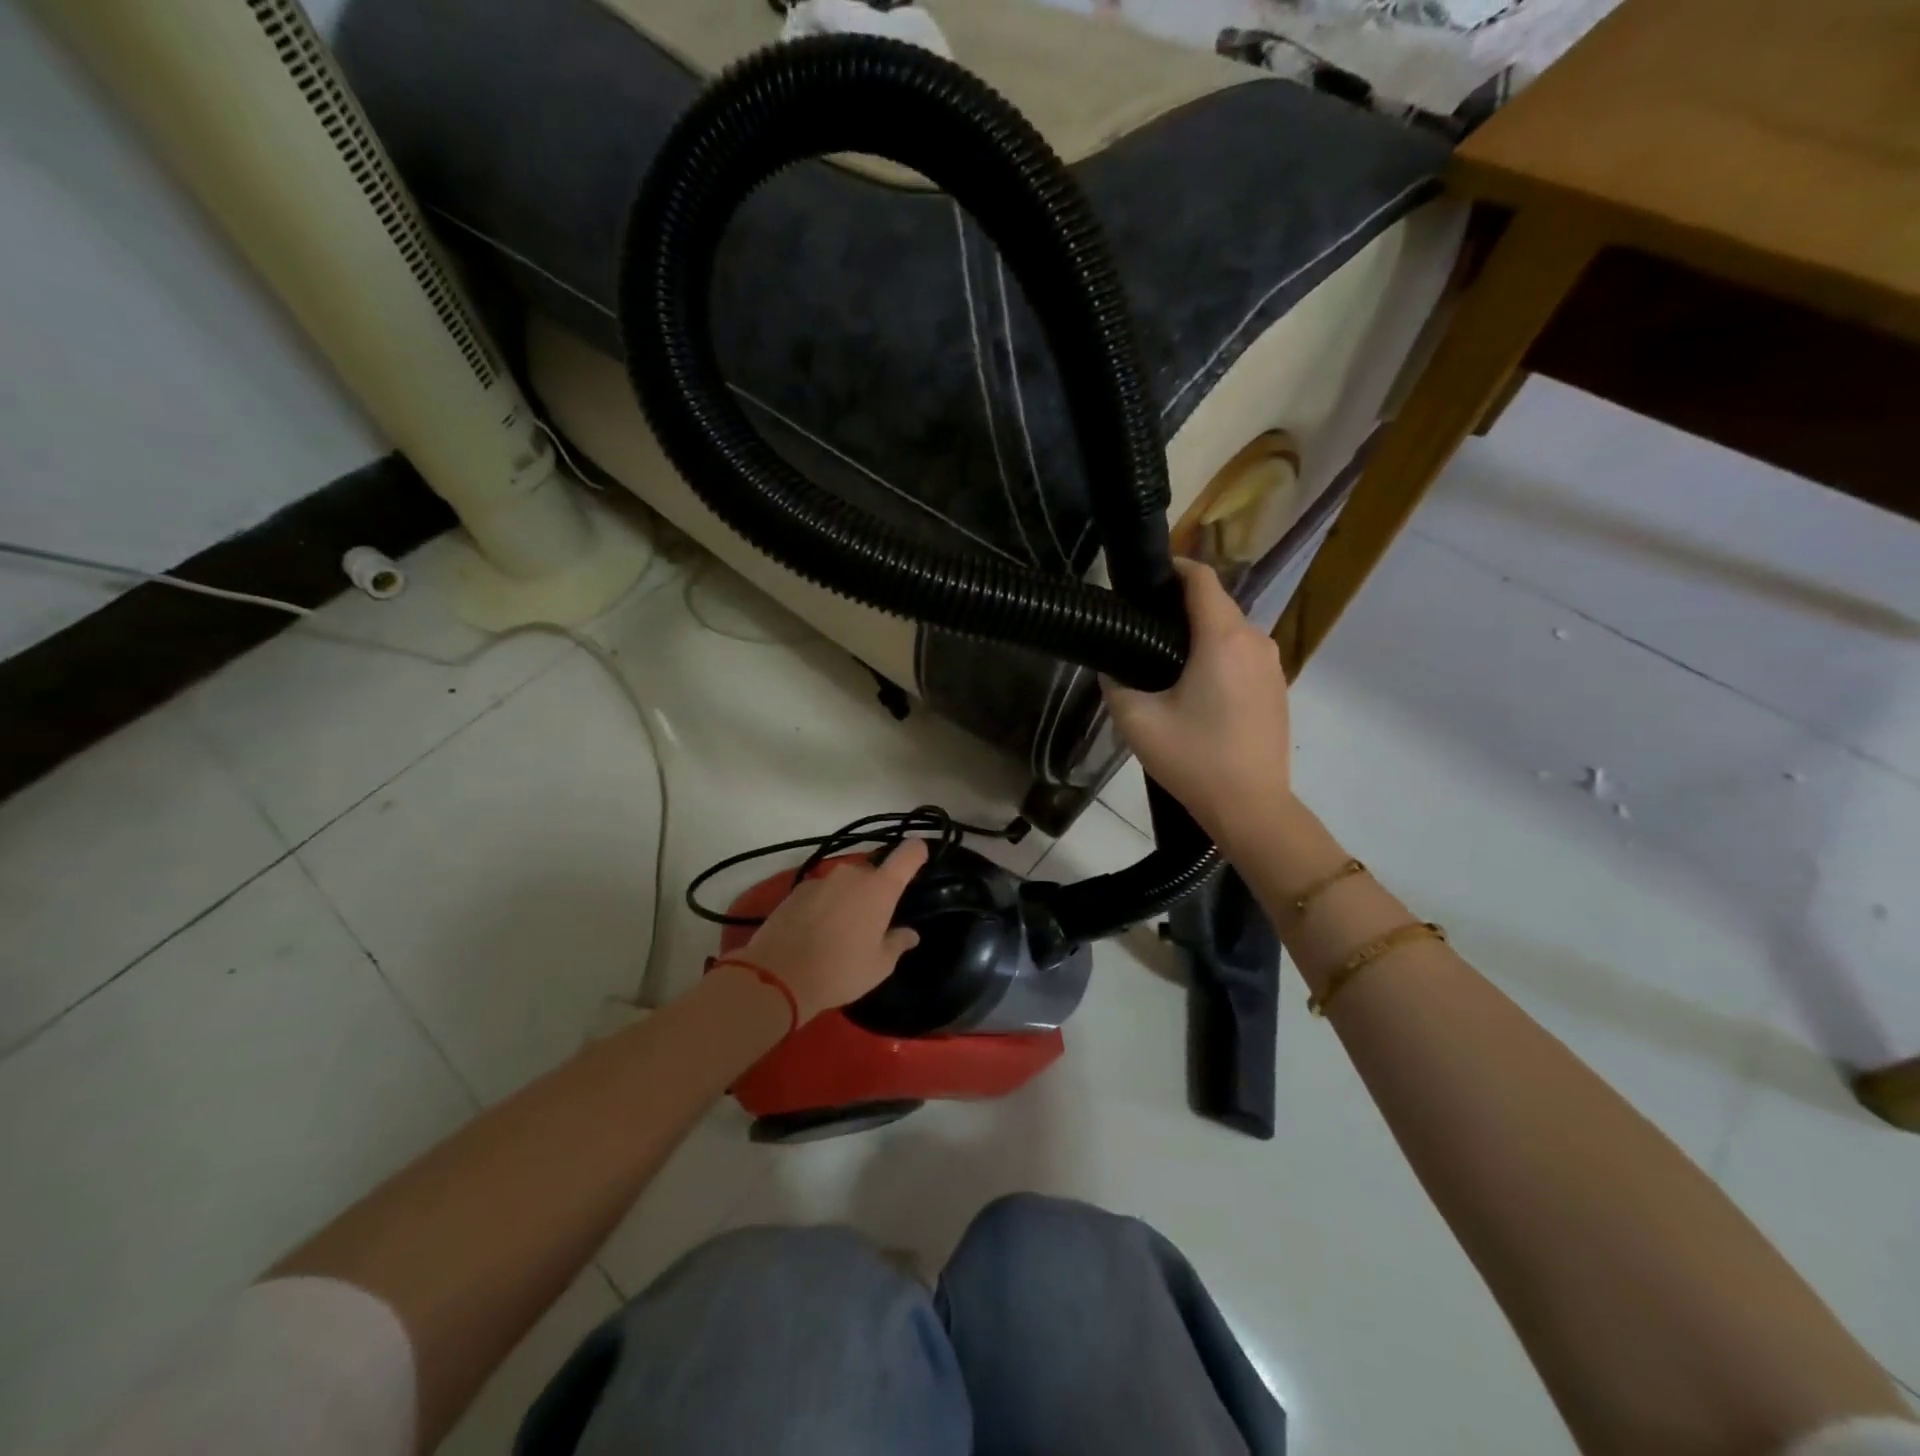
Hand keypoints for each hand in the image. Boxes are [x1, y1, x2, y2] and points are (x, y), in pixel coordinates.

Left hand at [735, 838, 927, 1022]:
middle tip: (873, 922)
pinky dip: (825, 905)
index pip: (908, 854)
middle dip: (876, 890)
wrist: (778, 976)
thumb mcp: (879, 966)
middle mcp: (852, 874)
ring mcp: (822, 880)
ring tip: (842, 930)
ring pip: (846, 882)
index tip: (921, 858)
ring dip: (849, 898)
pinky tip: (816, 931)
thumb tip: (910, 934)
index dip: (917, 852)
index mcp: (880, 888)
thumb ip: (897, 943)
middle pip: (874, 872)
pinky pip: (822, 892)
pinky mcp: (797, 890)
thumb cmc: (841, 971)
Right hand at [1103, 560, 1291, 843]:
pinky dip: (1219, 655)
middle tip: (1142, 627)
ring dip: (1200, 633)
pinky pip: (1243, 654)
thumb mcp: (1136, 721)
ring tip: (1164, 659)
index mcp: (1222, 638)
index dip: (1172, 569)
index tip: (1143, 581)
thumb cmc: (1193, 759)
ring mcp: (1272, 664)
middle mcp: (1254, 640)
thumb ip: (1116, 682)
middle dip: (1181, 606)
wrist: (1251, 807)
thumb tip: (1112, 666)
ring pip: (1231, 630)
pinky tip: (1196, 687)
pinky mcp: (1277, 687)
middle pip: (1216, 603)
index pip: (1201, 578)